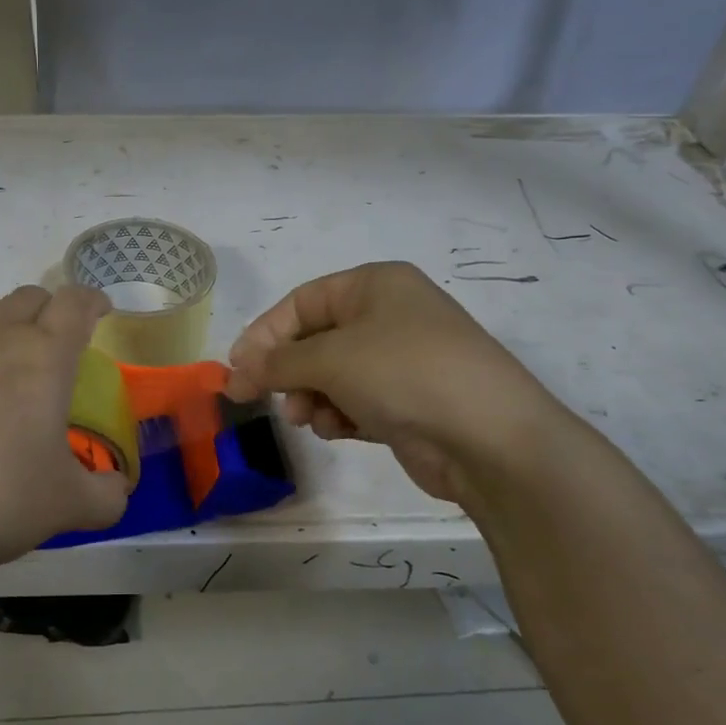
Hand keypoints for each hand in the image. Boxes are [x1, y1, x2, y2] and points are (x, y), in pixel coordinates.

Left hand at [0, 285, 129, 600]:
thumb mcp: (69, 507)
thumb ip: (106, 495)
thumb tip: (116, 489)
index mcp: (43, 356)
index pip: (76, 303)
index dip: (93, 301)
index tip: (101, 313)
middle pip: (29, 296)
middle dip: (50, 311)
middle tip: (56, 346)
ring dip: (1, 316)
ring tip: (3, 354)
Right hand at [226, 261, 571, 503]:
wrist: (490, 438)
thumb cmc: (404, 373)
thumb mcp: (331, 358)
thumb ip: (276, 363)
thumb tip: (235, 372)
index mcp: (375, 285)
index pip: (302, 302)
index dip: (264, 334)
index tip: (236, 369)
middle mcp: (389, 315)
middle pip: (316, 339)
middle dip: (288, 371)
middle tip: (262, 399)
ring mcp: (402, 360)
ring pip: (334, 374)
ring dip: (312, 396)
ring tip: (308, 418)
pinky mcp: (410, 401)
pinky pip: (357, 400)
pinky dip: (340, 414)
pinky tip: (338, 430)